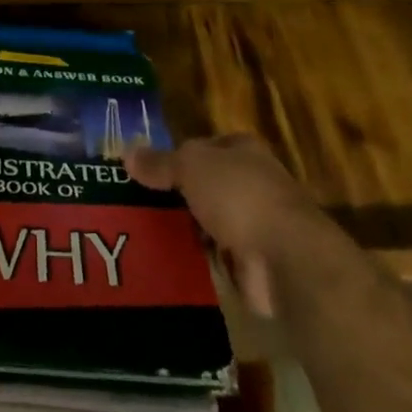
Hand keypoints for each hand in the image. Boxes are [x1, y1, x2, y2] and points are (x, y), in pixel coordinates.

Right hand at [126, 133, 338, 317]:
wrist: (286, 259)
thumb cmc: (239, 196)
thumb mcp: (191, 167)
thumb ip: (160, 163)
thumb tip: (126, 152)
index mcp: (242, 150)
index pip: (202, 147)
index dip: (174, 157)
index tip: (143, 174)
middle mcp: (251, 182)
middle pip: (203, 186)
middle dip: (175, 198)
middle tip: (134, 207)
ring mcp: (254, 225)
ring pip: (207, 223)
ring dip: (184, 232)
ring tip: (141, 237)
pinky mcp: (252, 263)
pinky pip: (215, 258)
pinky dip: (196, 262)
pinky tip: (166, 264)